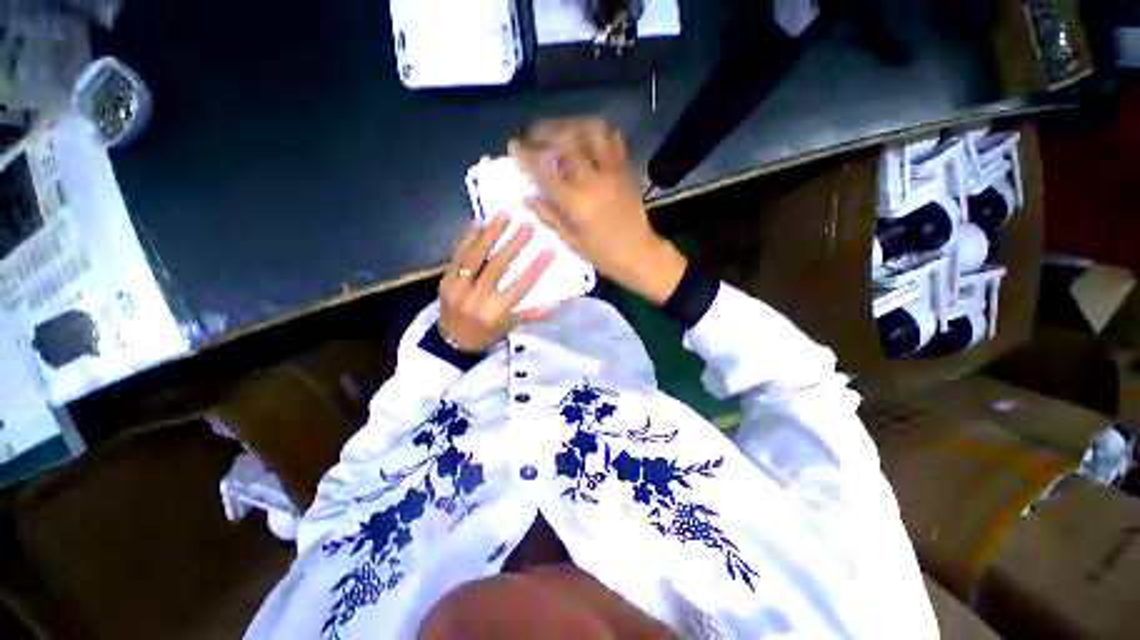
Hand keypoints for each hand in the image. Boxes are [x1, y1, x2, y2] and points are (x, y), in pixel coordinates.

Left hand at [438, 214, 557, 352]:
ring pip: (476, 256)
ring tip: (505, 216)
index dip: (535, 269)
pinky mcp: (445, 280)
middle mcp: (476, 299)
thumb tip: (559, 302)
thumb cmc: (486, 334)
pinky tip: (478, 222)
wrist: (451, 342)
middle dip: (514, 244)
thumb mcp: (511, 327)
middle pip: (497, 266)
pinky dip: (468, 237)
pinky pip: (457, 255)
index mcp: (495, 312)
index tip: (549, 251)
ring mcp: (457, 288)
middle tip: (528, 226)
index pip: (520, 287)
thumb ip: (533, 313)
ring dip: (491, 234)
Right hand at [509, 117, 686, 303]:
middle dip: (544, 133)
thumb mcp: (572, 242)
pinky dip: (598, 132)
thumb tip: (526, 197)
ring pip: (591, 133)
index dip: (526, 157)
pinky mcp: (627, 170)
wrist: (641, 254)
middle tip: (532, 134)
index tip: (513, 145)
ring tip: (558, 130)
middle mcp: (594, 181)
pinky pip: (614, 140)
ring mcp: (613, 172)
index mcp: (577, 203)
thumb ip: (548, 217)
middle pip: (566, 143)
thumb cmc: (604, 255)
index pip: (545, 173)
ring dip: (571, 126)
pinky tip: (586, 136)